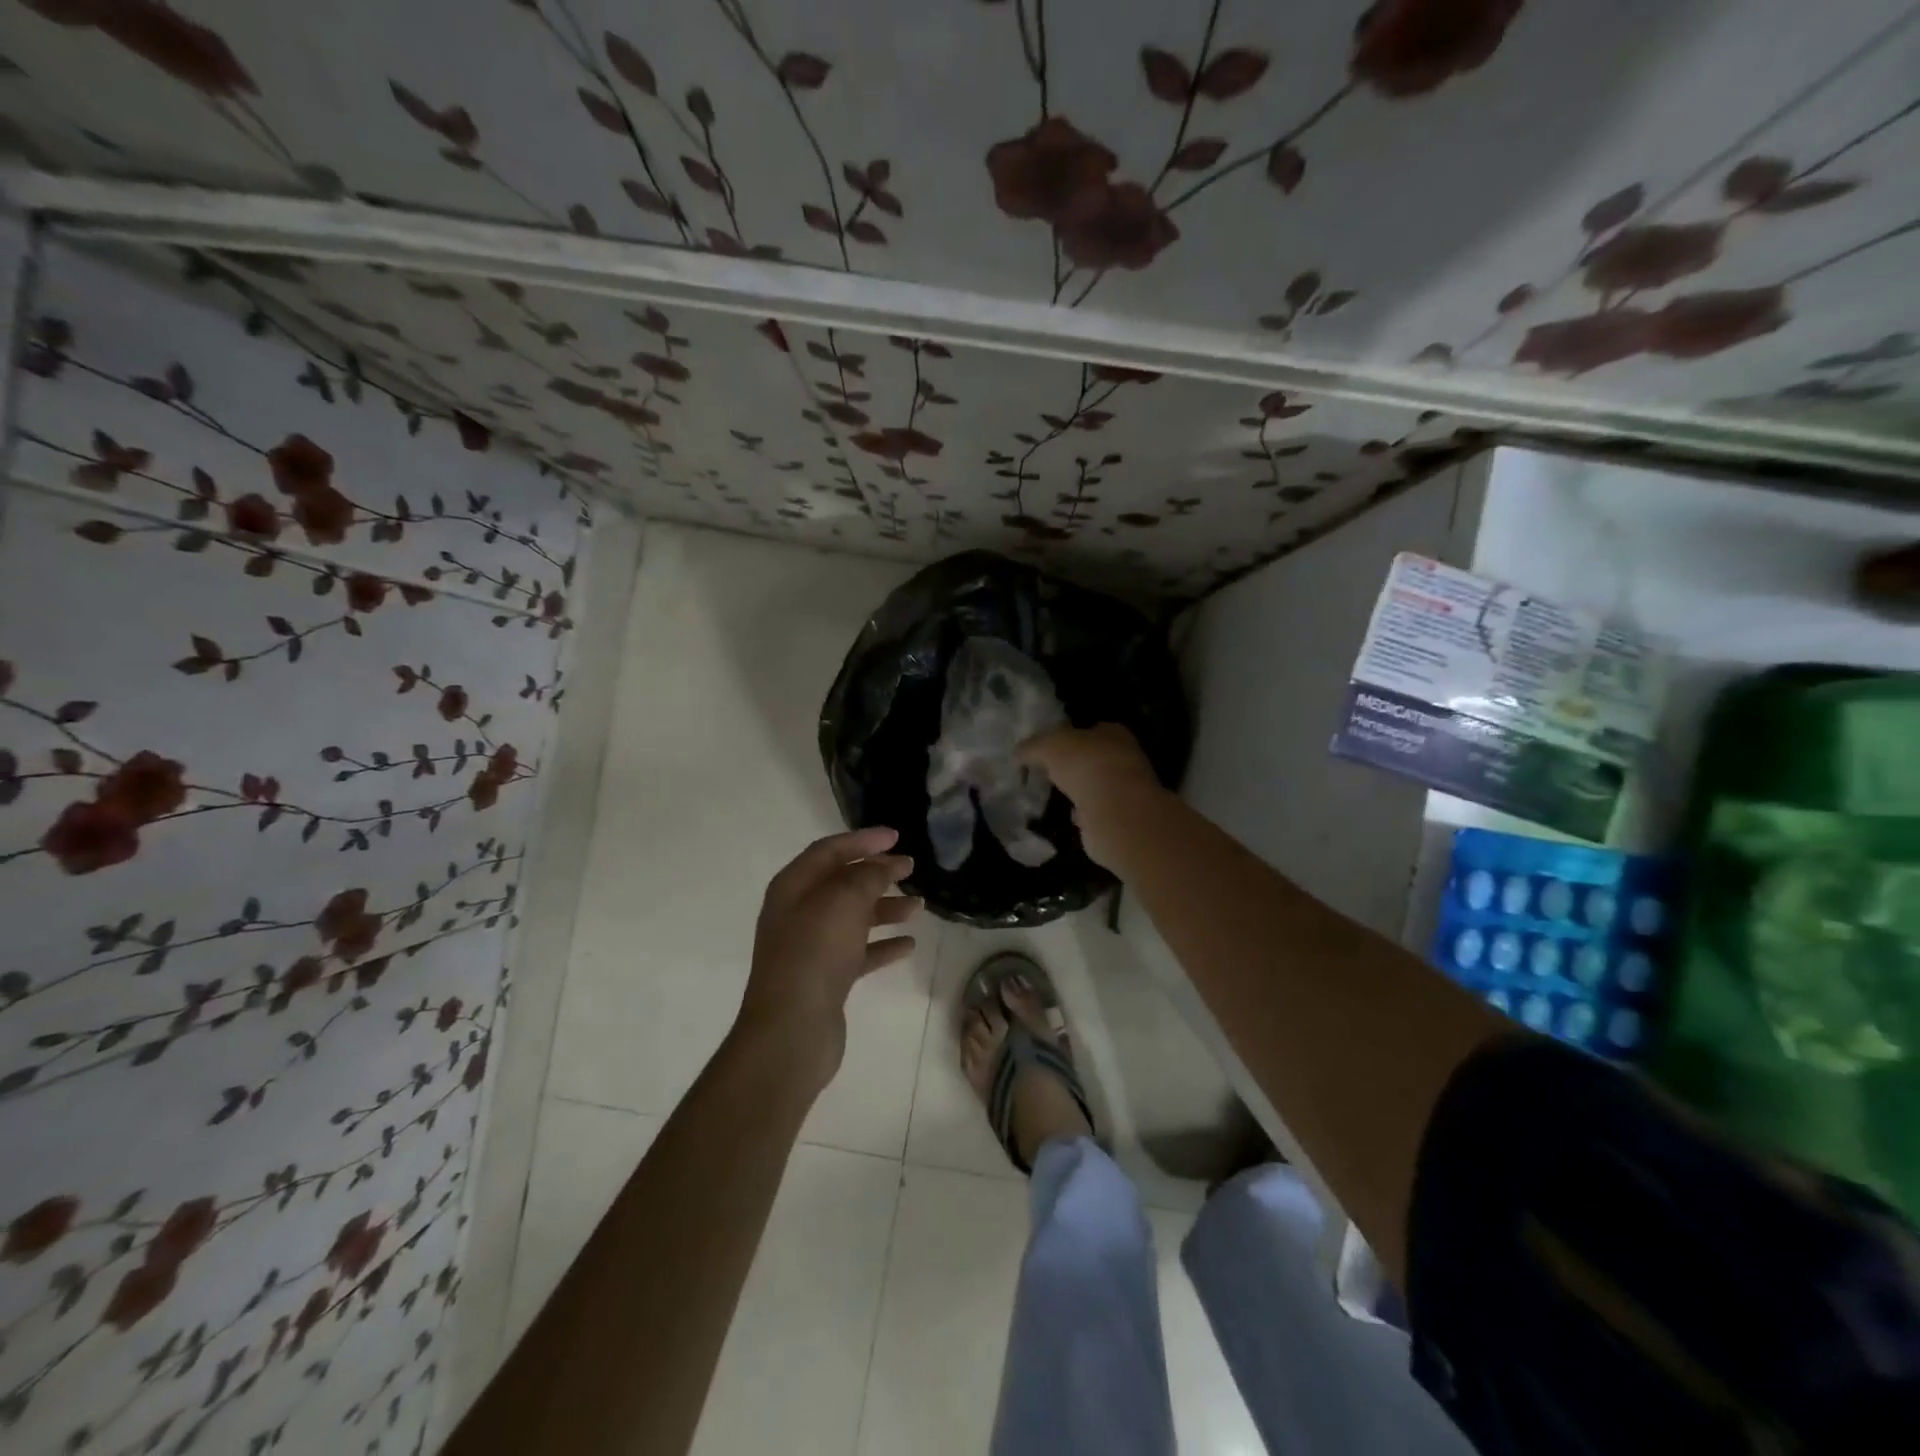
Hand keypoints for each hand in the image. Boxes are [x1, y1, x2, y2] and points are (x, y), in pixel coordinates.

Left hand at [736, 826, 920, 1092]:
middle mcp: (798, 913)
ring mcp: (811, 948)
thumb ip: (868, 876)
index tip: (896, 836)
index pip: (829, 851)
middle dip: (877, 873)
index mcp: (793, 887)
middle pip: (842, 883)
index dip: (863, 840)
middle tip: (911, 868)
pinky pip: (859, 952)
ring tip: (919, 907)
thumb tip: (886, 865)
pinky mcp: (826, 979)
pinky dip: (882, 944)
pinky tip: (908, 945)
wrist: (791, 1031)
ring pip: (853, 917)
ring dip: (885, 908)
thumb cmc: (814, 954)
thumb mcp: (843, 901)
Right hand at [1019, 724, 1164, 868]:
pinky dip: (1083, 813)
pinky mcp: (1119, 818)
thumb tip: (1018, 754)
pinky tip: (1068, 816)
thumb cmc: (1086, 766)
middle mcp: (1123, 759)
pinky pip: (1095, 812)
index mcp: (1112, 733)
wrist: (1115, 813)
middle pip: (1092, 758)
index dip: (1066, 737)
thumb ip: (1032, 747)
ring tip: (1053, 795)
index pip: (1088, 729)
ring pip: (1095, 785)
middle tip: (1045, 772)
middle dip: (1072, 765)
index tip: (1045, 749)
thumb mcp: (1049, 746)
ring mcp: (1124, 790)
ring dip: (1078, 790)